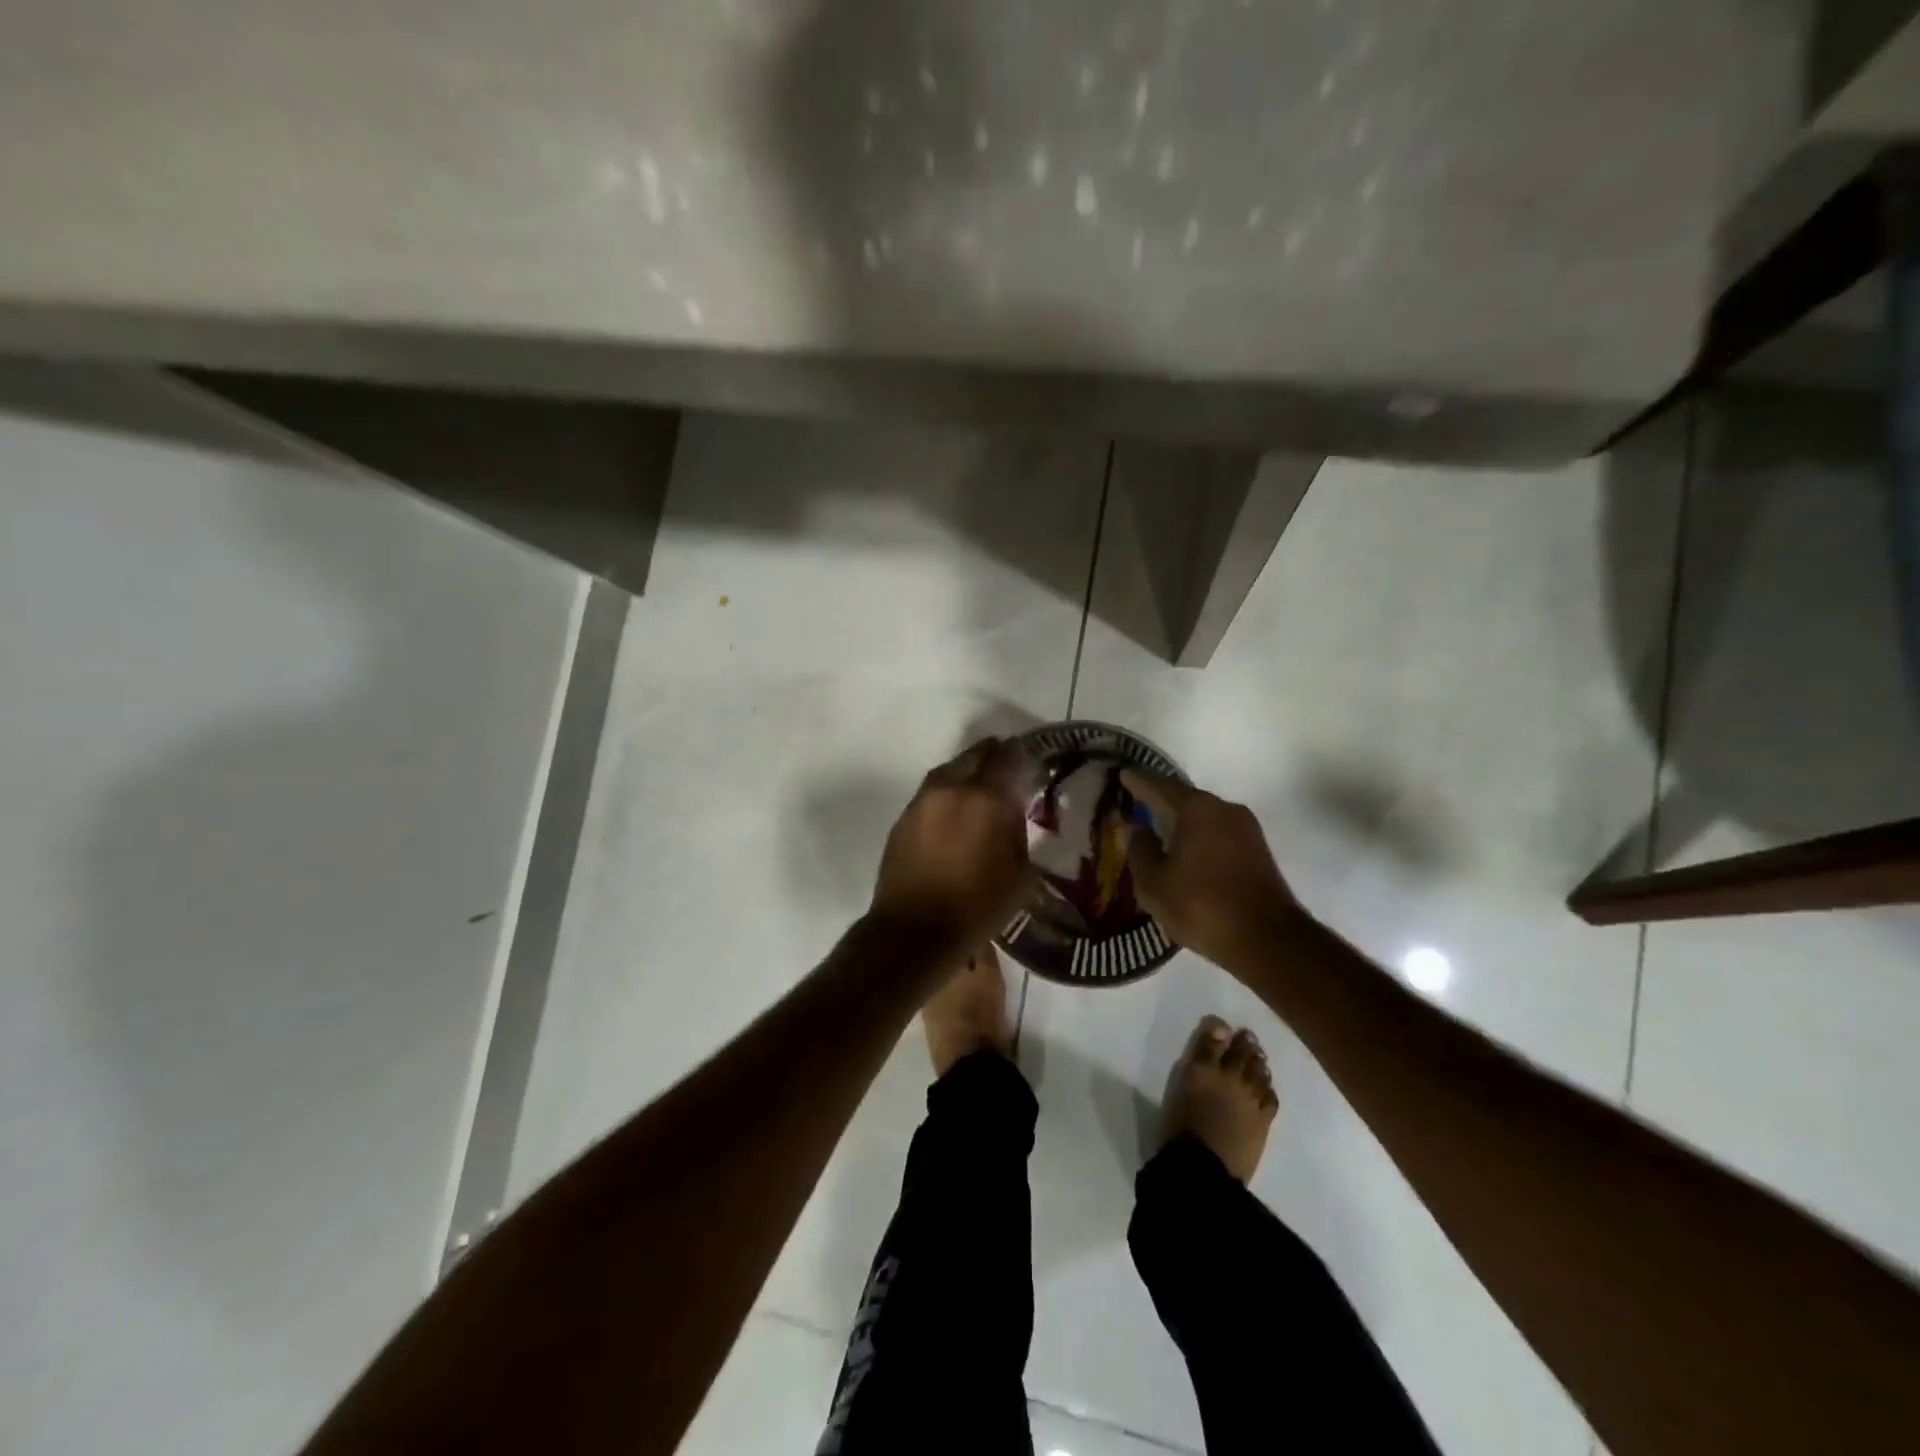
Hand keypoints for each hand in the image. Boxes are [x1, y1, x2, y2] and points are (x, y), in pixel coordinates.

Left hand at [871, 738, 1032, 951]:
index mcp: (986, 798)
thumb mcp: (1020, 874)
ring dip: (967, 772)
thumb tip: (1017, 813)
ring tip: (980, 790)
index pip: (1008, 756)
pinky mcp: (904, 817)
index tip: (1030, 763)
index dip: (1022, 754)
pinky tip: (955, 812)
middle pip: (975, 754)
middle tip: (1007, 771)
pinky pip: (931, 792)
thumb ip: (1021, 833)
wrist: (914, 931)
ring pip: (949, 769)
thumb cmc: (977, 907)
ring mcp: (922, 800)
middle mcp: (952, 788)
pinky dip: (947, 793)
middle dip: (993, 756)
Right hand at [1122, 770, 1302, 971]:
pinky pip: (1219, 833)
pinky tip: (1186, 849)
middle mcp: (1224, 809)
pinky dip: (1199, 836)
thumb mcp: (1154, 883)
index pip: (1159, 787)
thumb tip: (1136, 828)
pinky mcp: (1258, 851)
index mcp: (1196, 809)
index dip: (1138, 782)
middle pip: (1185, 798)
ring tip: (1159, 827)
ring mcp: (1247, 829)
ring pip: (1205, 816)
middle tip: (1137, 802)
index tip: (1123, 774)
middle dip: (1161, 800)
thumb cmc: (1201, 906)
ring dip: (1182, 820)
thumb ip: (1140, 850)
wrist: (1267, 941)